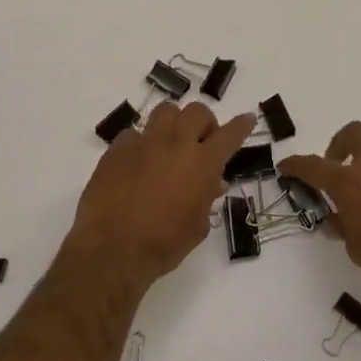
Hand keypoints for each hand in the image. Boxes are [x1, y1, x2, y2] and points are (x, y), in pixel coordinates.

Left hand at [65, 102, 258, 285]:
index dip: (241, 125)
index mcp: (202, 164)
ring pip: (165, 111)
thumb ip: (207, 198)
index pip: (229, 135)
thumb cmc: (163, 244)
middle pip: (196, 112)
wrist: (113, 249)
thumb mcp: (197, 226)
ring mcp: (143, 142)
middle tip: (201, 141)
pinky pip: (133, 133)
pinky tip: (137, 162)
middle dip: (204, 122)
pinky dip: (141, 143)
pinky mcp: (117, 148)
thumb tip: (213, 182)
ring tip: (170, 143)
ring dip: (173, 123)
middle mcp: (175, 144)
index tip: (247, 119)